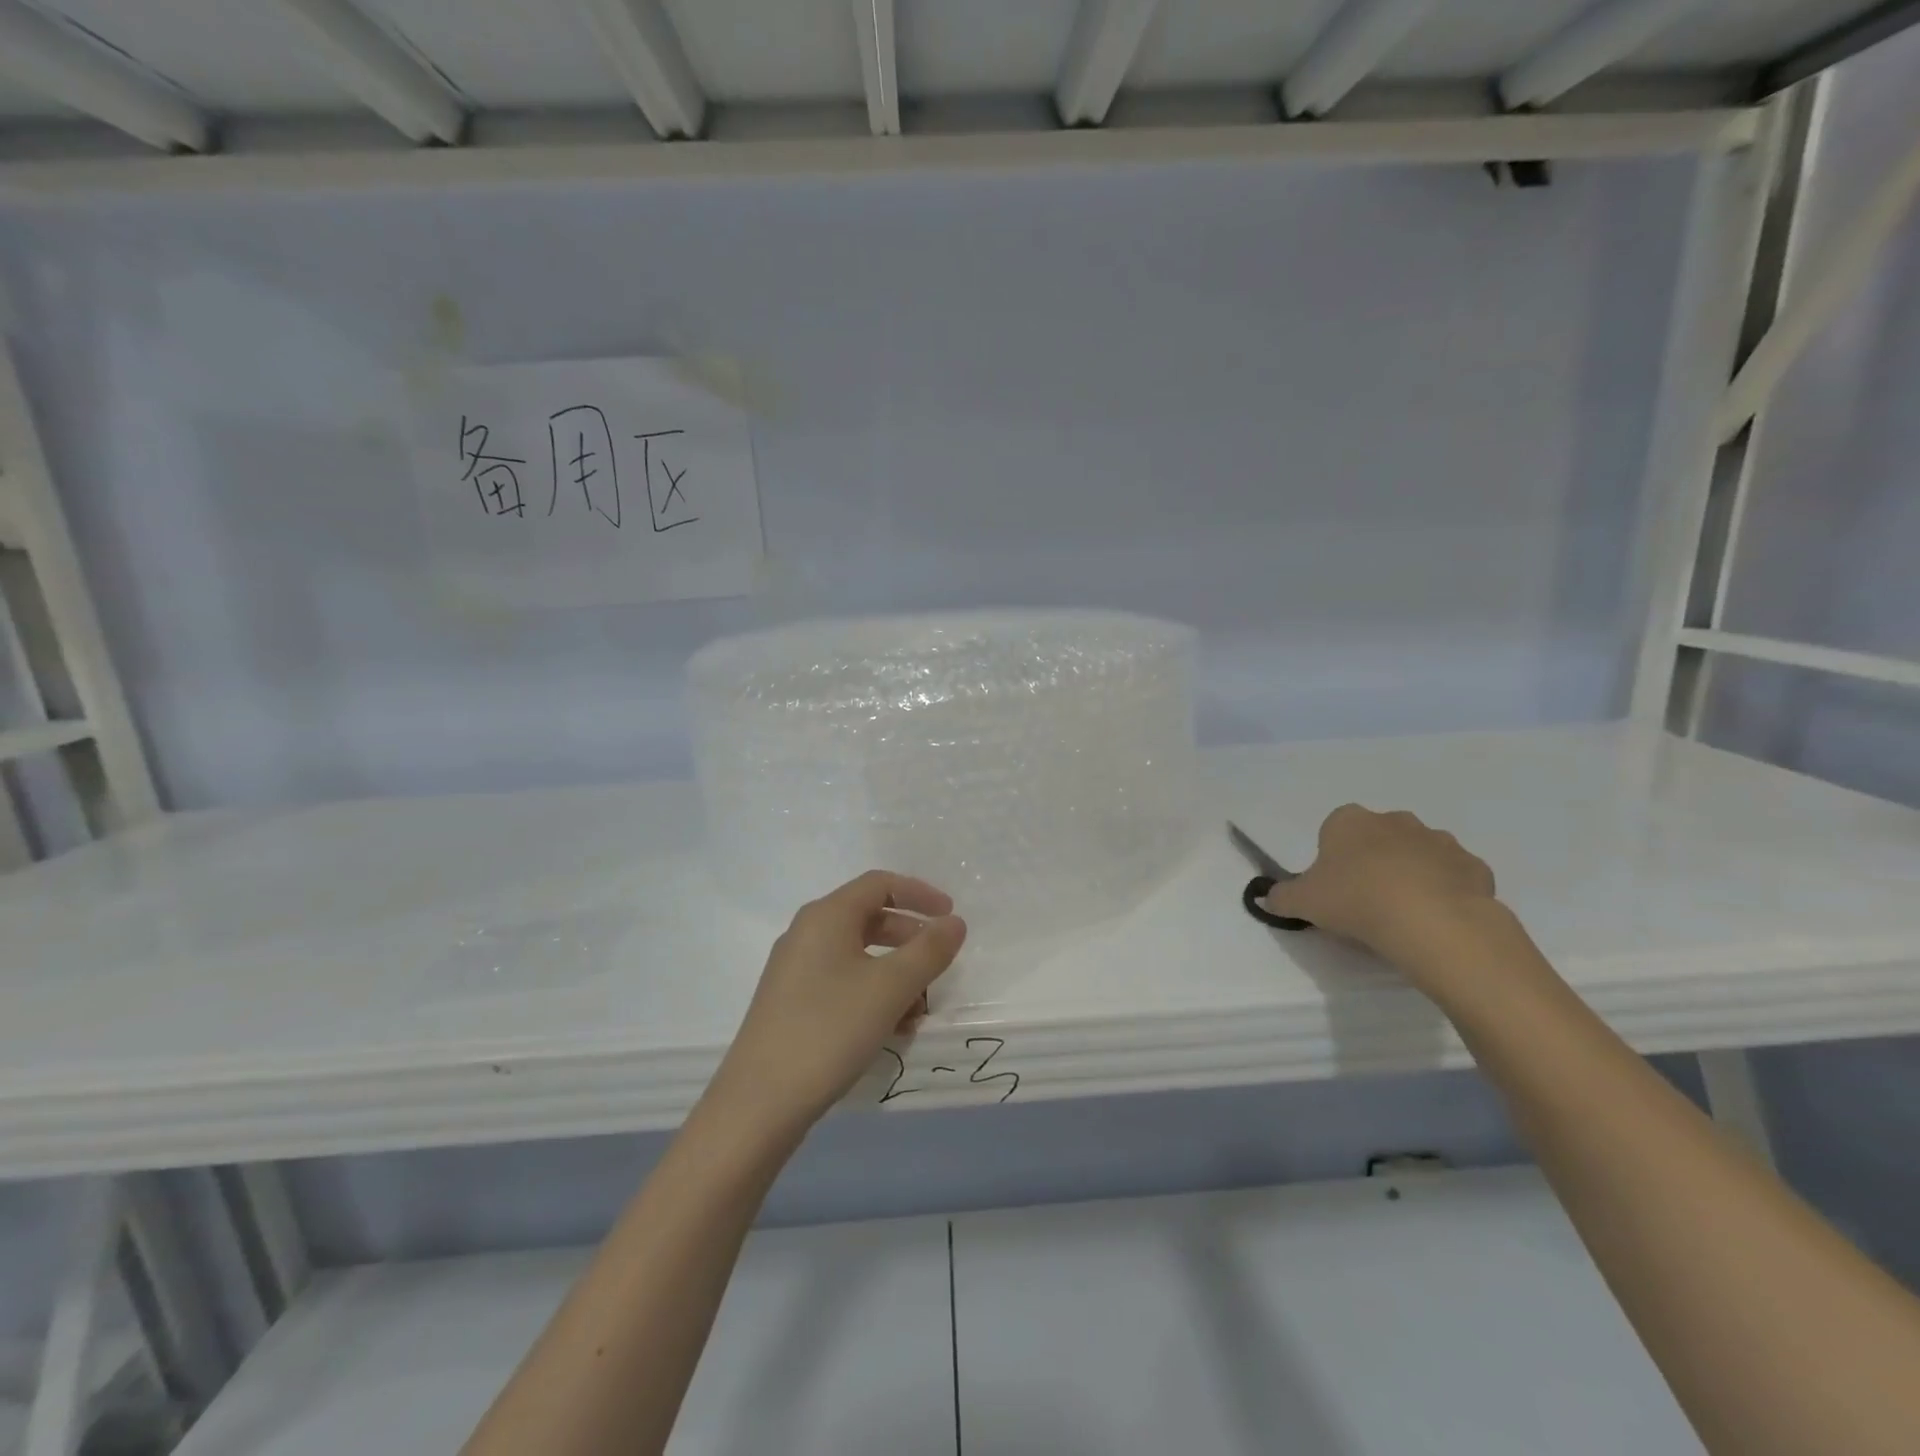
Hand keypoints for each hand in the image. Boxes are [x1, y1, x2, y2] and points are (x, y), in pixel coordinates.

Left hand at [707, 871, 966, 1140]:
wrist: (759, 1103)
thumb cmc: (830, 1029)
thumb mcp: (890, 987)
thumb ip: (929, 950)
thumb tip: (954, 922)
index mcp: (827, 916)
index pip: (880, 884)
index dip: (920, 894)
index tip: (950, 916)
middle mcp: (807, 933)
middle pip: (869, 918)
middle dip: (910, 937)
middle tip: (939, 962)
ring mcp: (795, 970)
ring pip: (857, 955)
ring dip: (894, 972)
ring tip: (919, 1008)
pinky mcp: (791, 1003)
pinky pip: (841, 982)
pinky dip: (872, 994)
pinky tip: (891, 1029)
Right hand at [1264, 805, 1500, 984]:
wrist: (1432, 921)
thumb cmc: (1355, 900)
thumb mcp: (1302, 902)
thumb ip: (1281, 897)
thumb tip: (1266, 898)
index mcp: (1350, 821)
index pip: (1335, 829)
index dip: (1333, 857)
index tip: (1334, 886)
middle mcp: (1395, 821)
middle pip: (1378, 838)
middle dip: (1373, 861)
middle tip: (1366, 900)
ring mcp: (1439, 840)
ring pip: (1419, 855)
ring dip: (1411, 874)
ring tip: (1403, 914)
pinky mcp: (1474, 867)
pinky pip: (1454, 877)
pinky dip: (1446, 892)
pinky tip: (1436, 920)